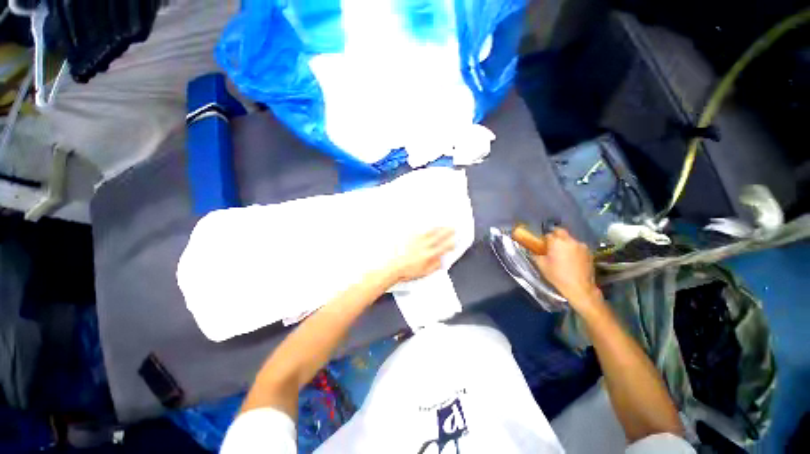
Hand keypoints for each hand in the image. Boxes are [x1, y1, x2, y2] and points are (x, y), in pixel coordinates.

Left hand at [387, 228, 455, 281]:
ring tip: (442, 225)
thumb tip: (441, 260)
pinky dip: (423, 226)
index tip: (455, 240)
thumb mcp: (424, 272)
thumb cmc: (407, 271)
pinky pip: (417, 229)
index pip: (443, 247)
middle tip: (452, 228)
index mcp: (428, 255)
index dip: (451, 243)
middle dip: (447, 231)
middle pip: (438, 236)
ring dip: (437, 227)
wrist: (393, 267)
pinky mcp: (408, 237)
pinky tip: (426, 224)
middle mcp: (423, 245)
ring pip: (429, 231)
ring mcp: (416, 240)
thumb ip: (435, 265)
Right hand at [532, 228, 603, 312]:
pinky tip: (571, 259)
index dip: (544, 239)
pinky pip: (578, 246)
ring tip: (563, 254)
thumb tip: (531, 250)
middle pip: (561, 232)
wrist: (579, 287)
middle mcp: (570, 240)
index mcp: (557, 241)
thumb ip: (535, 254)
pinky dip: (573, 249)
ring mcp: (581, 246)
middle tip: (552, 246)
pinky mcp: (589, 252)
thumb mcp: (541, 265)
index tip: (542, 246)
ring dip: (565, 243)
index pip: (548, 234)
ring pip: (570, 239)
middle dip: (555, 236)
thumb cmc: (557, 275)